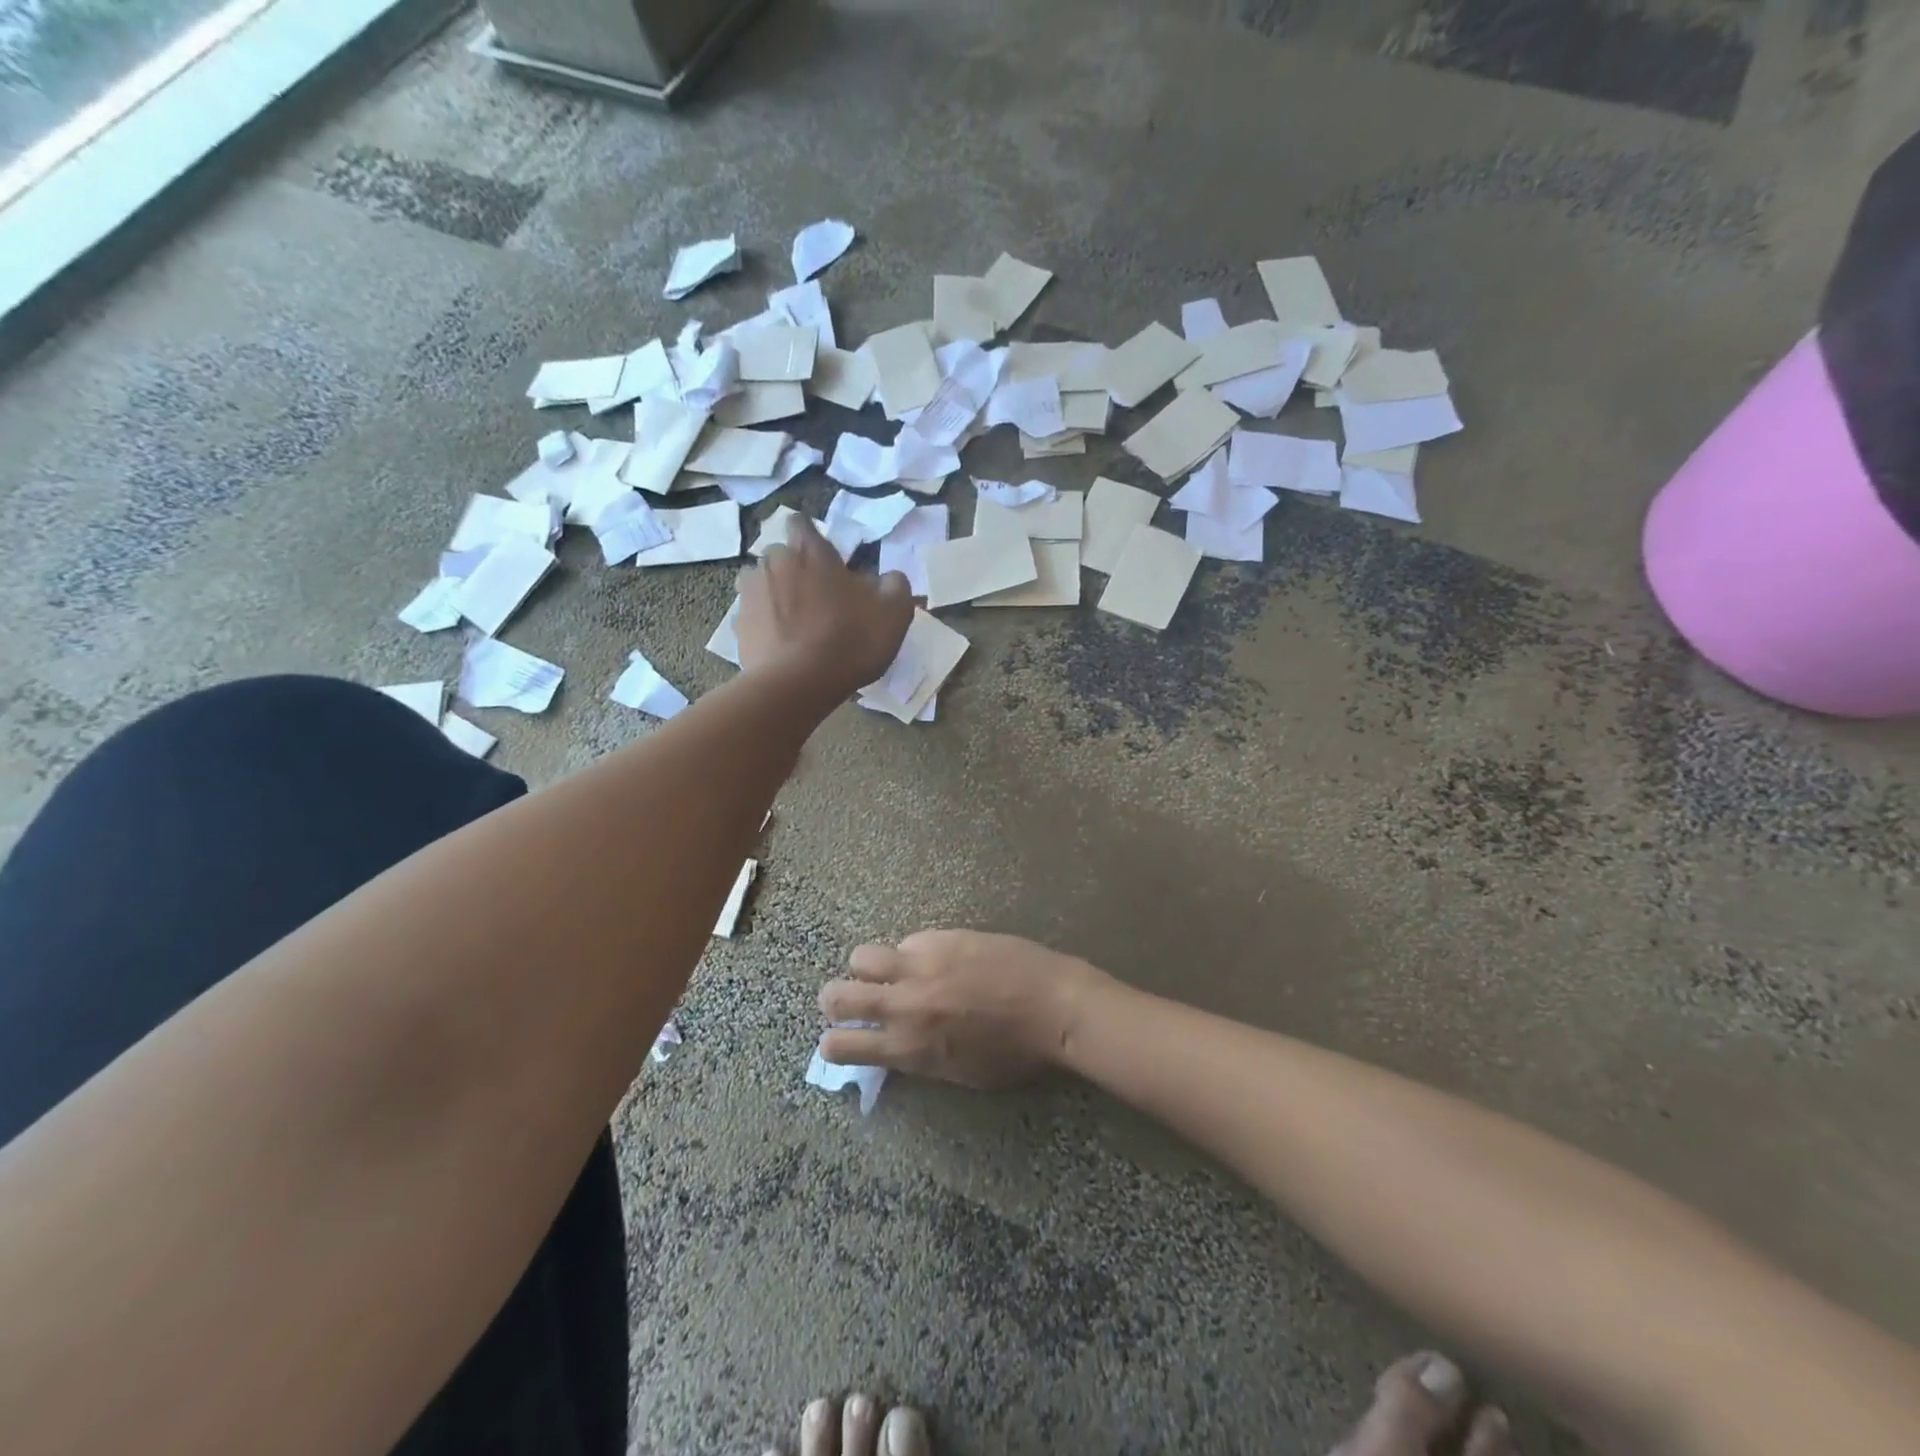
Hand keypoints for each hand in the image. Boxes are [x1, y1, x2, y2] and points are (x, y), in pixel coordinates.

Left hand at [737, 516, 911, 700]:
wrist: (798, 685)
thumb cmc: (850, 639)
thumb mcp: (894, 610)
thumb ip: (894, 584)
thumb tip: (887, 578)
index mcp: (809, 551)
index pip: (802, 523)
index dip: (814, 538)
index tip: (828, 560)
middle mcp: (773, 563)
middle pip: (779, 555)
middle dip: (794, 569)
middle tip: (817, 597)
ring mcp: (749, 595)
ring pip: (760, 584)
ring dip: (775, 595)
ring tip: (795, 622)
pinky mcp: (738, 628)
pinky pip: (753, 618)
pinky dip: (765, 626)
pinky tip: (783, 646)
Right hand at [818, 931, 1108, 1088]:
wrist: (1053, 1006)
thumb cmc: (1016, 1053)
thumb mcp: (961, 1074)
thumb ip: (921, 1058)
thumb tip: (900, 1046)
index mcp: (908, 1048)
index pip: (843, 1046)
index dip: (832, 1043)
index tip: (836, 1039)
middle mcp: (903, 1005)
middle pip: (837, 995)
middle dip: (833, 1000)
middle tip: (843, 1000)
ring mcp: (919, 966)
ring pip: (862, 957)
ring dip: (866, 967)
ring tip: (884, 970)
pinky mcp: (940, 938)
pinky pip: (908, 941)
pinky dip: (913, 952)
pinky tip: (937, 957)